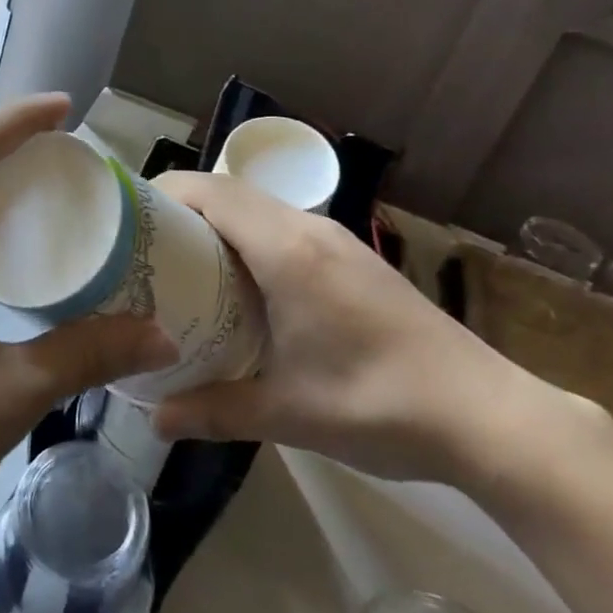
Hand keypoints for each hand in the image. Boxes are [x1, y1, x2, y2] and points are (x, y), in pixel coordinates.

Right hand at [150, 172, 546, 483]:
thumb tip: (152, 420)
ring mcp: (336, 241)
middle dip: (178, 208)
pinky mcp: (351, 259)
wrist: (490, 416)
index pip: (209, 192)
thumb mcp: (287, 414)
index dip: (161, 193)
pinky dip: (244, 238)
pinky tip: (235, 285)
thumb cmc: (381, 404)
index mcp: (287, 250)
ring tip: (176, 264)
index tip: (123, 219)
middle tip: (138, 248)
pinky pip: (281, 227)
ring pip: (257, 208)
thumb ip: (214, 411)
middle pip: (228, 192)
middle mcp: (309, 230)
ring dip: (213, 223)